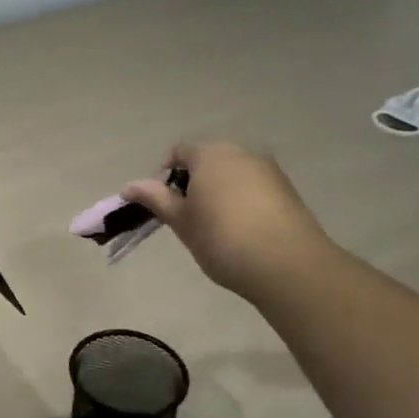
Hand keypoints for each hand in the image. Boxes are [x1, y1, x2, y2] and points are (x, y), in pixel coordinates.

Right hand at [122, 140, 333, 300]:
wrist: (287, 265)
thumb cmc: (222, 238)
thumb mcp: (181, 220)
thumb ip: (155, 198)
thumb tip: (129, 186)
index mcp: (210, 153)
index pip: (178, 152)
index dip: (164, 176)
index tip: (163, 205)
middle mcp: (241, 152)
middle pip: (207, 160)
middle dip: (193, 183)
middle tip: (186, 217)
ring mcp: (268, 170)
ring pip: (232, 174)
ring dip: (218, 192)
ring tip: (215, 227)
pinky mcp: (288, 190)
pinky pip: (254, 188)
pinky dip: (242, 201)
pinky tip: (242, 231)